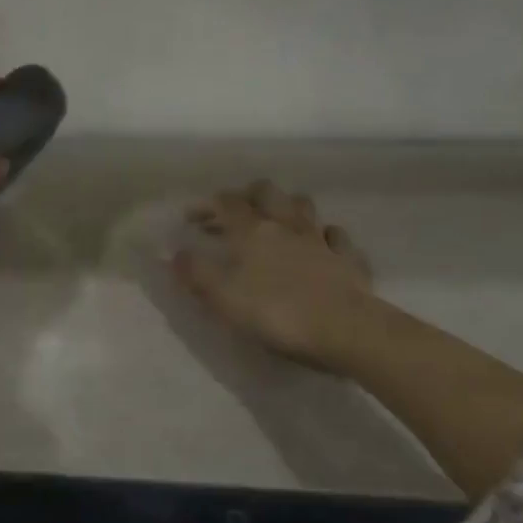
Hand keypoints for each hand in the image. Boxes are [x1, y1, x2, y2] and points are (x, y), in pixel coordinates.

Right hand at [173, 180, 381, 370]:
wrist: (345, 330)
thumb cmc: (275, 312)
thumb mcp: (222, 298)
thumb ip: (195, 273)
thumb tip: (174, 253)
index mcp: (252, 231)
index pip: (226, 202)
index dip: (207, 205)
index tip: (192, 218)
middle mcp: (286, 225)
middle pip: (267, 192)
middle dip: (248, 195)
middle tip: (235, 213)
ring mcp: (321, 240)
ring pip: (304, 207)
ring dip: (287, 208)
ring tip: (276, 223)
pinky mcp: (348, 260)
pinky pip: (336, 236)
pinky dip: (324, 236)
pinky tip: (319, 247)